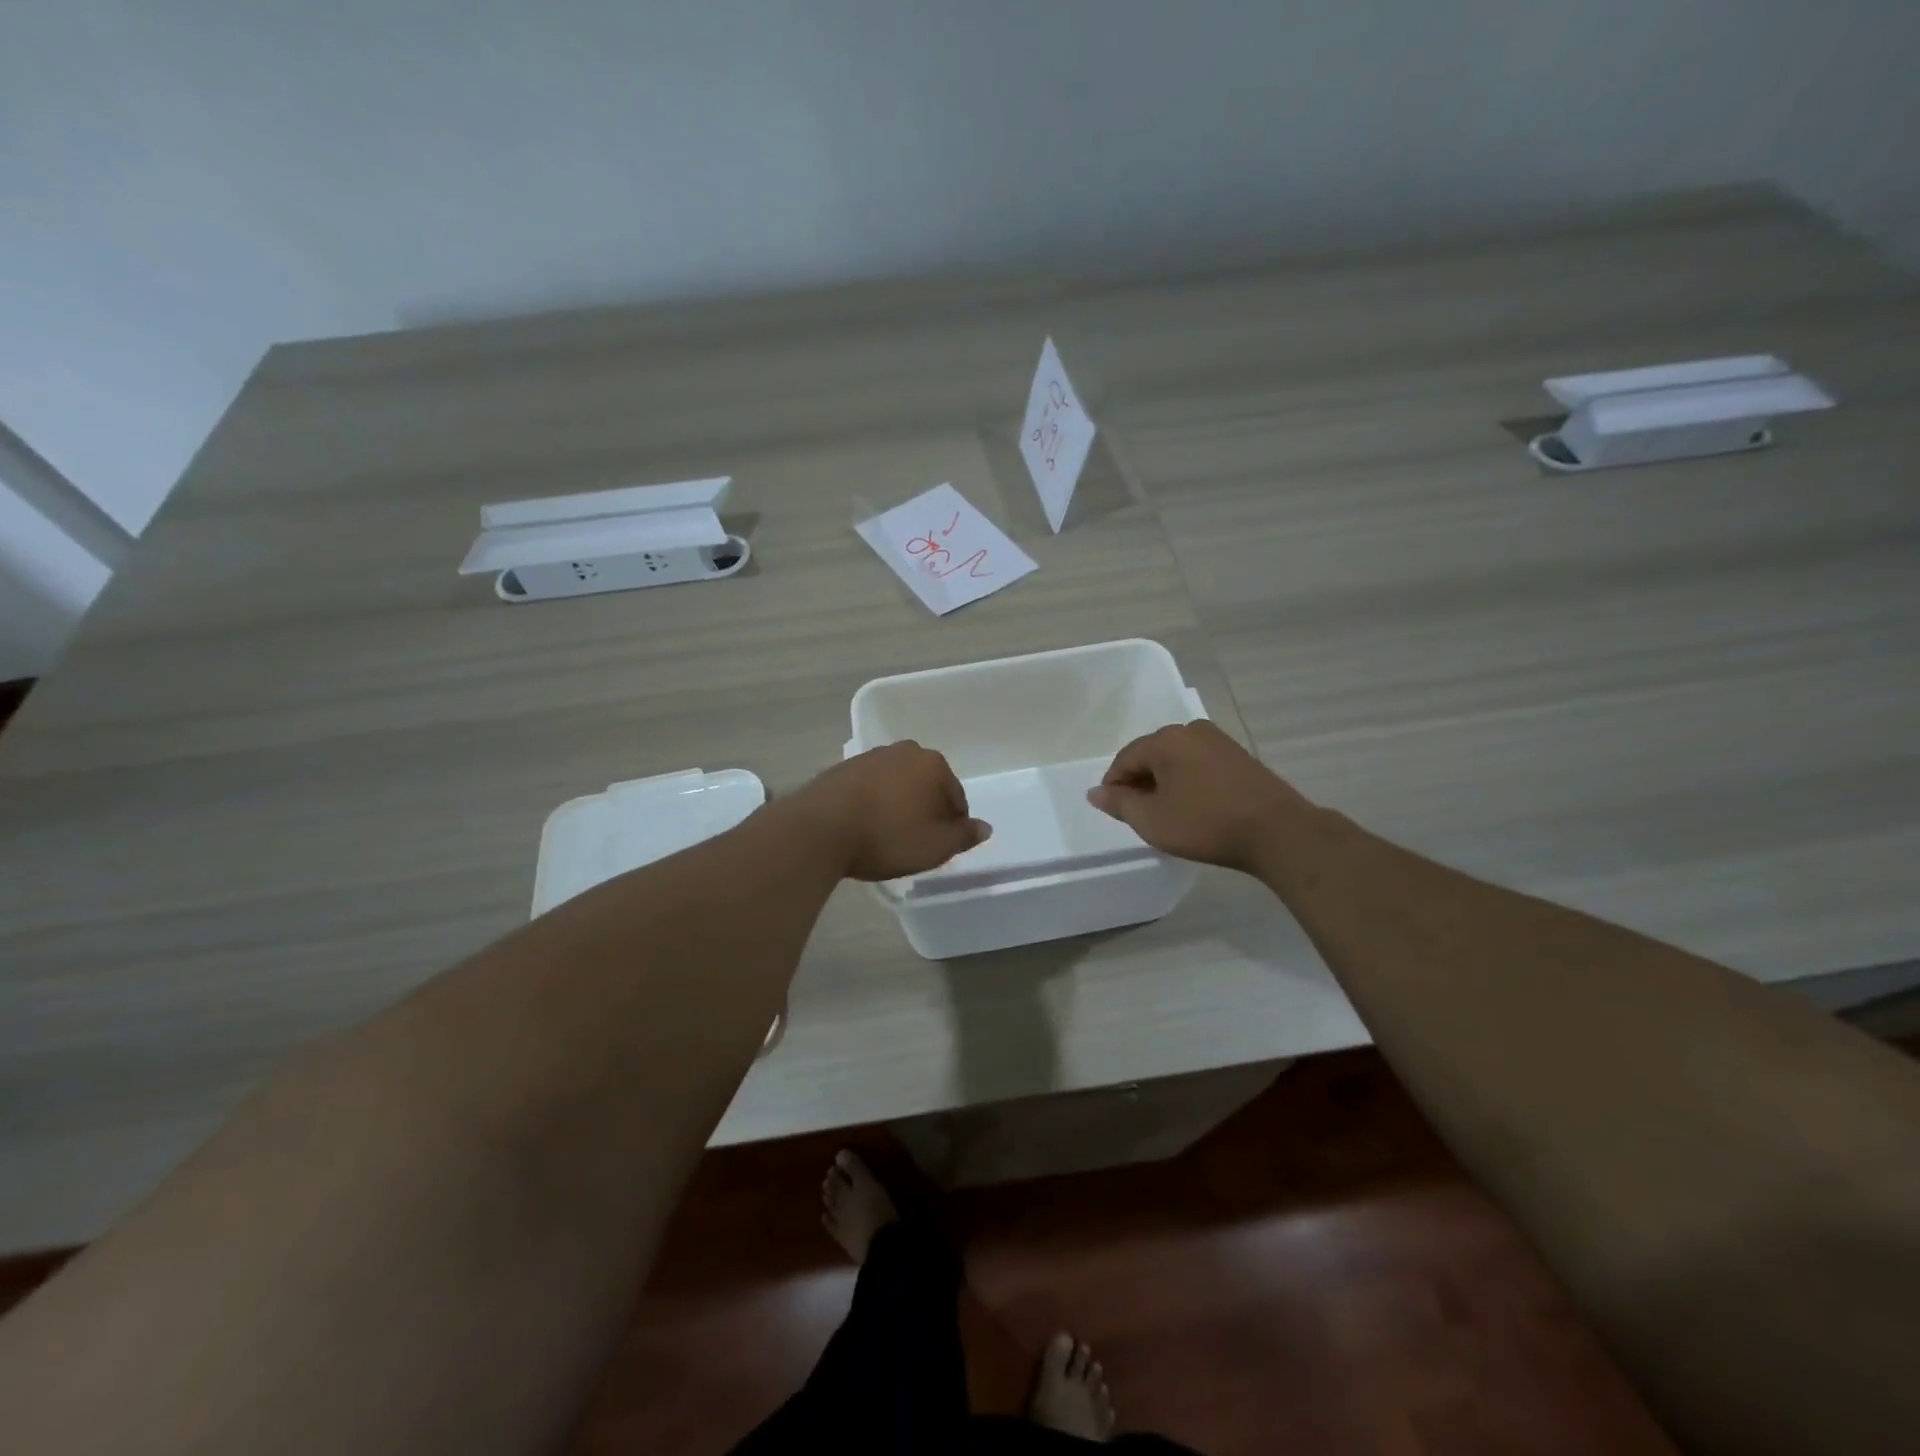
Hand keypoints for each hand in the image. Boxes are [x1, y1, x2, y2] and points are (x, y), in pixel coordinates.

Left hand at [784, 741, 990, 881]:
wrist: (820, 829)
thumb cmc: (888, 836)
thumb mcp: (935, 846)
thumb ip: (963, 836)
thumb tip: (985, 827)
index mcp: (932, 764)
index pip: (955, 796)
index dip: (952, 824)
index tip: (941, 846)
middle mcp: (903, 751)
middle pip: (926, 785)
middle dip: (926, 810)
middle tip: (917, 841)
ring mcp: (870, 757)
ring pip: (897, 784)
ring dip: (898, 805)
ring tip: (888, 836)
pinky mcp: (842, 769)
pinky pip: (870, 788)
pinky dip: (873, 804)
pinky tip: (865, 827)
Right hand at [1087, 721, 1309, 872]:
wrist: (1277, 831)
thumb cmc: (1205, 823)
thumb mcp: (1152, 820)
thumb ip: (1119, 803)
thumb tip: (1095, 792)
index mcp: (1165, 740)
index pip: (1125, 759)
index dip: (1114, 785)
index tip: (1114, 810)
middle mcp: (1191, 731)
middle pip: (1152, 755)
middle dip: (1140, 782)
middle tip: (1139, 814)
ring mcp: (1219, 741)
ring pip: (1177, 760)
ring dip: (1166, 783)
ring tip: (1166, 813)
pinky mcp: (1240, 756)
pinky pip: (1200, 765)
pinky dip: (1189, 782)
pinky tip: (1194, 806)